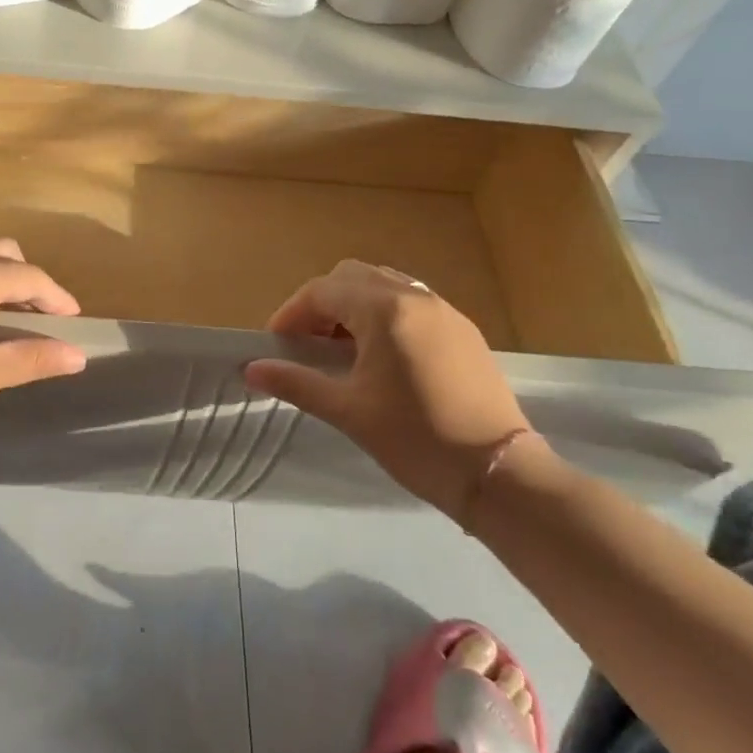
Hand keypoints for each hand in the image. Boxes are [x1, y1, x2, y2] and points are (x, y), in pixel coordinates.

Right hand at [243, 260, 531, 518]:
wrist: (501, 475)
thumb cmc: (416, 440)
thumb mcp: (348, 411)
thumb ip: (296, 382)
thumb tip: (251, 369)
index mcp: (383, 310)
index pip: (321, 291)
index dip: (291, 314)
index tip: (276, 345)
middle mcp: (414, 297)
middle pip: (352, 276)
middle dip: (322, 303)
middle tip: (308, 344)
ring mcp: (444, 311)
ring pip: (384, 285)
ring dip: (354, 305)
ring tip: (343, 349)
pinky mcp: (464, 330)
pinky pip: (412, 303)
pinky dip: (385, 315)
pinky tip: (383, 357)